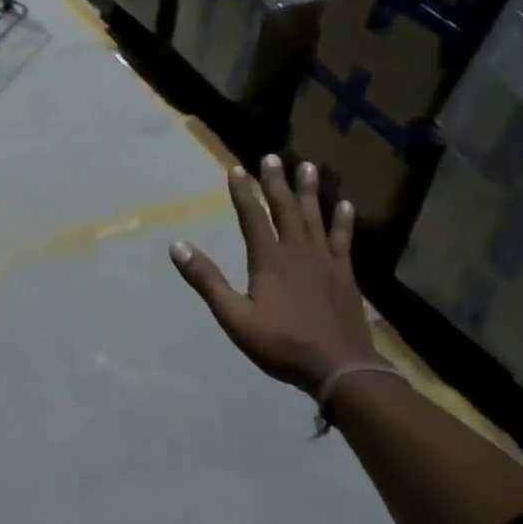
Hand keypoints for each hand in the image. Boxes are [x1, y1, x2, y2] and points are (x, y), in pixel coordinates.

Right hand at [170, 155, 379, 397]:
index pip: (253, 217)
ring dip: (309, 191)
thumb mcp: (235, 317)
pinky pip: (343, 240)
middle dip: (276, 182)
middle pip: (285, 209)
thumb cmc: (282, 344)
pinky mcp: (345, 274)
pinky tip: (344, 206)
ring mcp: (325, 261)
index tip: (236, 169)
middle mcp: (297, 251)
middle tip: (272, 157)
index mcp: (268, 259)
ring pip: (315, 217)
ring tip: (308, 166)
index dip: (243, 192)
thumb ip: (207, 281)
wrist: (339, 366)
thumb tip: (177, 246)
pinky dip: (343, 221)